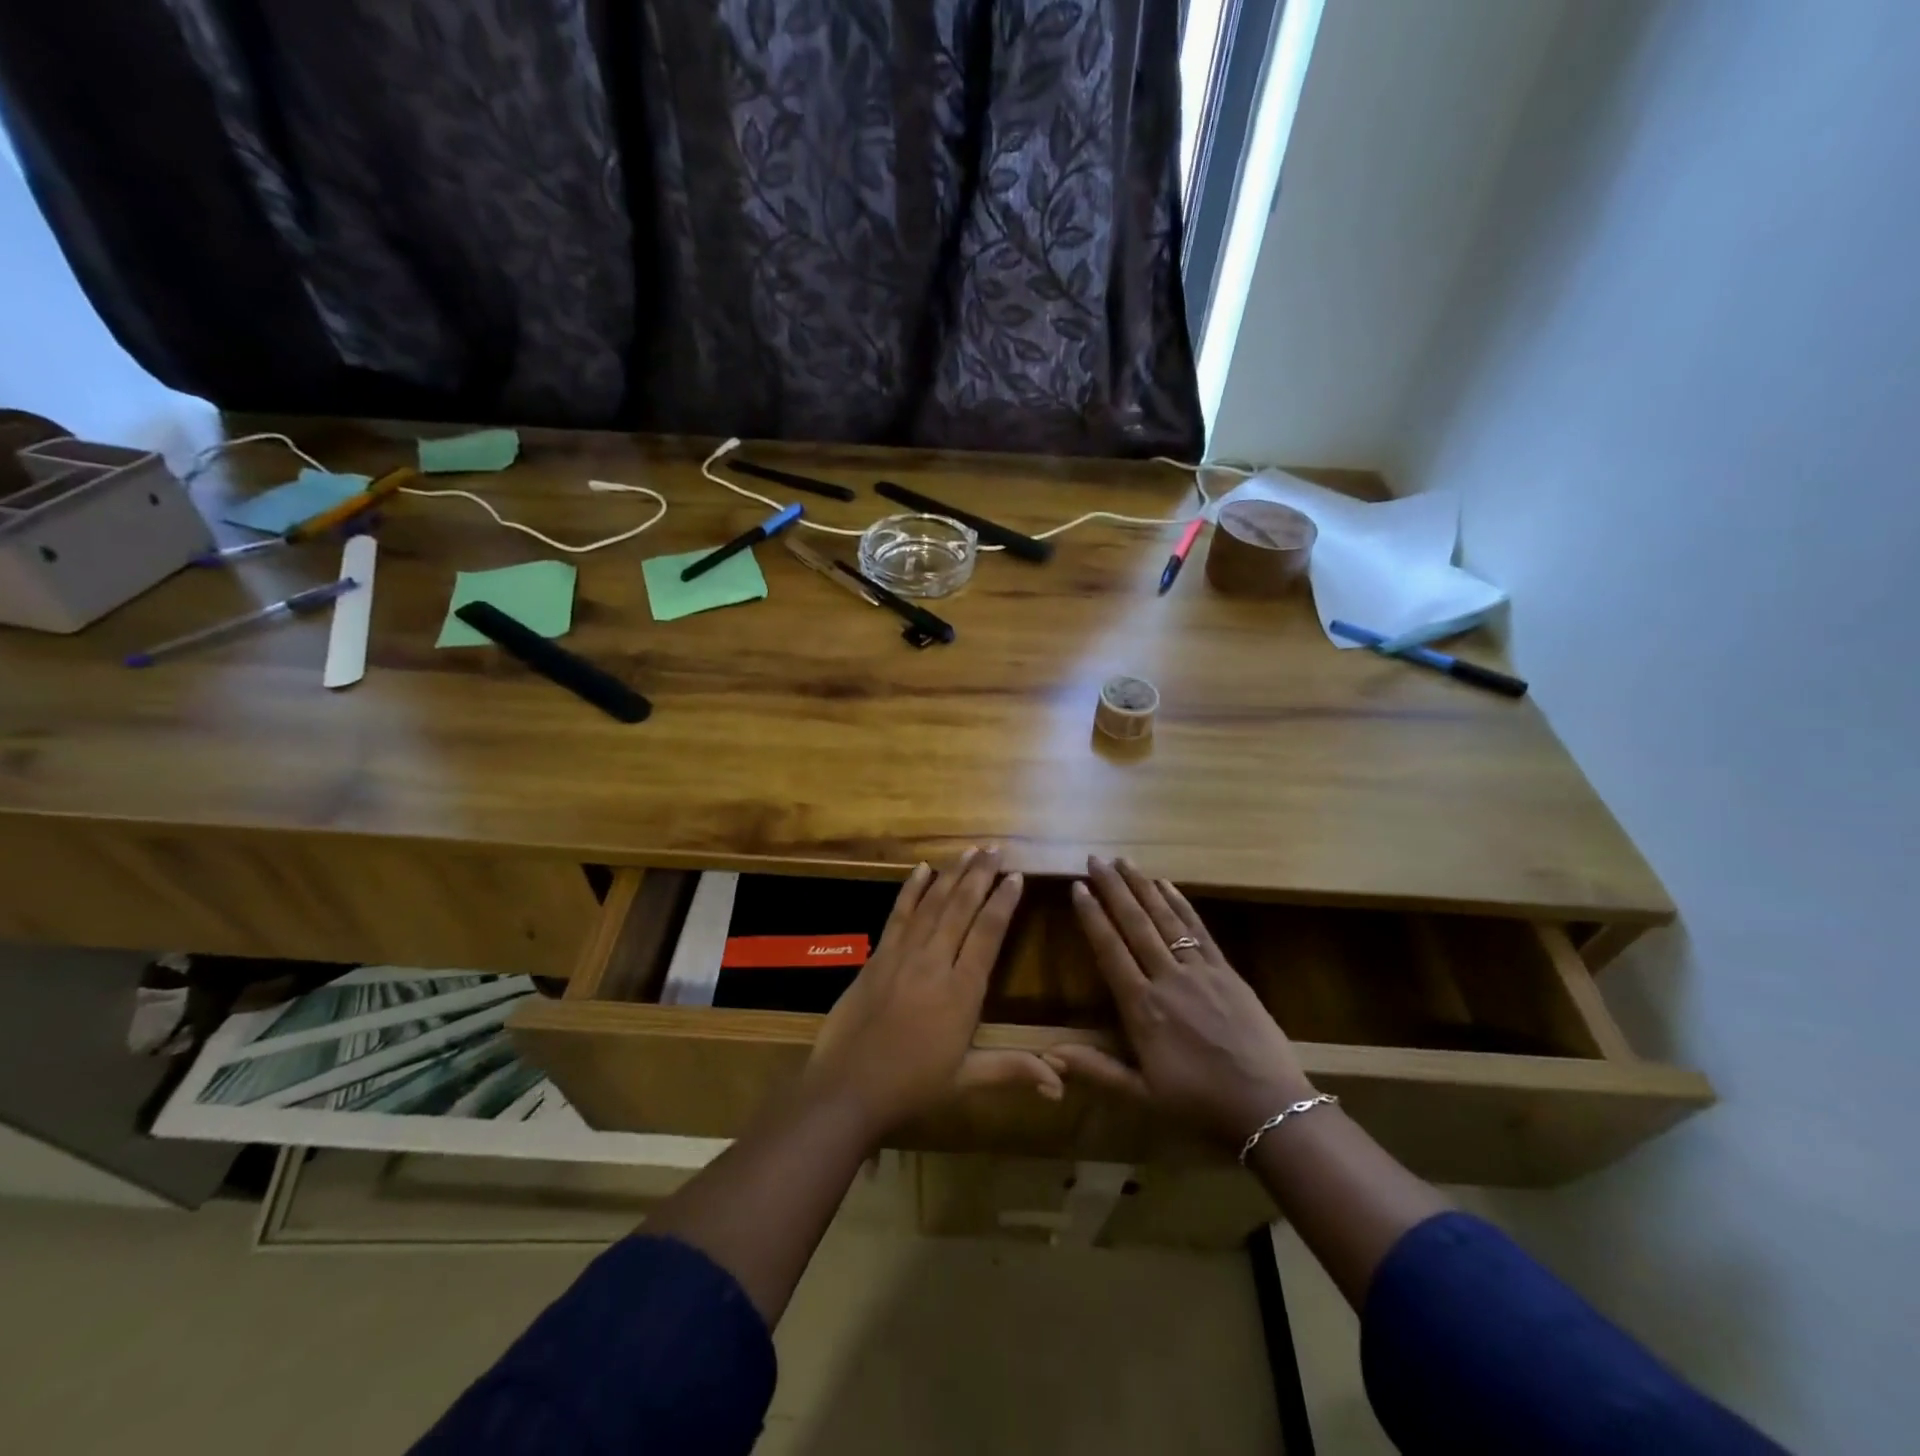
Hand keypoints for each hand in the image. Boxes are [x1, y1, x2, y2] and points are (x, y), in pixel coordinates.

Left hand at [803, 848, 1062, 1142]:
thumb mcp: (966, 1081)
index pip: (988, 934)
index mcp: (961, 992)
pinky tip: (921, 869)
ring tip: (969, 851)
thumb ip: (1013, 1070)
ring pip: (932, 905)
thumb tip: (1062, 1085)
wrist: (847, 1089)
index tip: (1016, 876)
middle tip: (995, 849)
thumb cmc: (911, 1088)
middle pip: (961, 909)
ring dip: (951, 875)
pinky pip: (898, 914)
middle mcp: (934, 963)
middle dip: (980, 876)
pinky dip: (911, 890)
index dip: (1003, 903)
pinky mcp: (877, 957)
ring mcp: (902, 956)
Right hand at [1046, 857, 1314, 1148]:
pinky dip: (1181, 904)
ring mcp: (1200, 971)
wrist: (1270, 1108)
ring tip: (1124, 861)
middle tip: (1096, 859)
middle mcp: (1167, 979)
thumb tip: (1048, 1055)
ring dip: (1142, 887)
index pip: (1110, 951)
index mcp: (1142, 1009)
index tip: (1078, 887)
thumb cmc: (1201, 1106)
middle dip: (1113, 889)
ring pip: (1165, 919)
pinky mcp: (1227, 971)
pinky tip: (1167, 885)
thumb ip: (1096, 1070)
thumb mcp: (1143, 1096)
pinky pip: (1199, 930)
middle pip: (1135, 924)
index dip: (1092, 917)